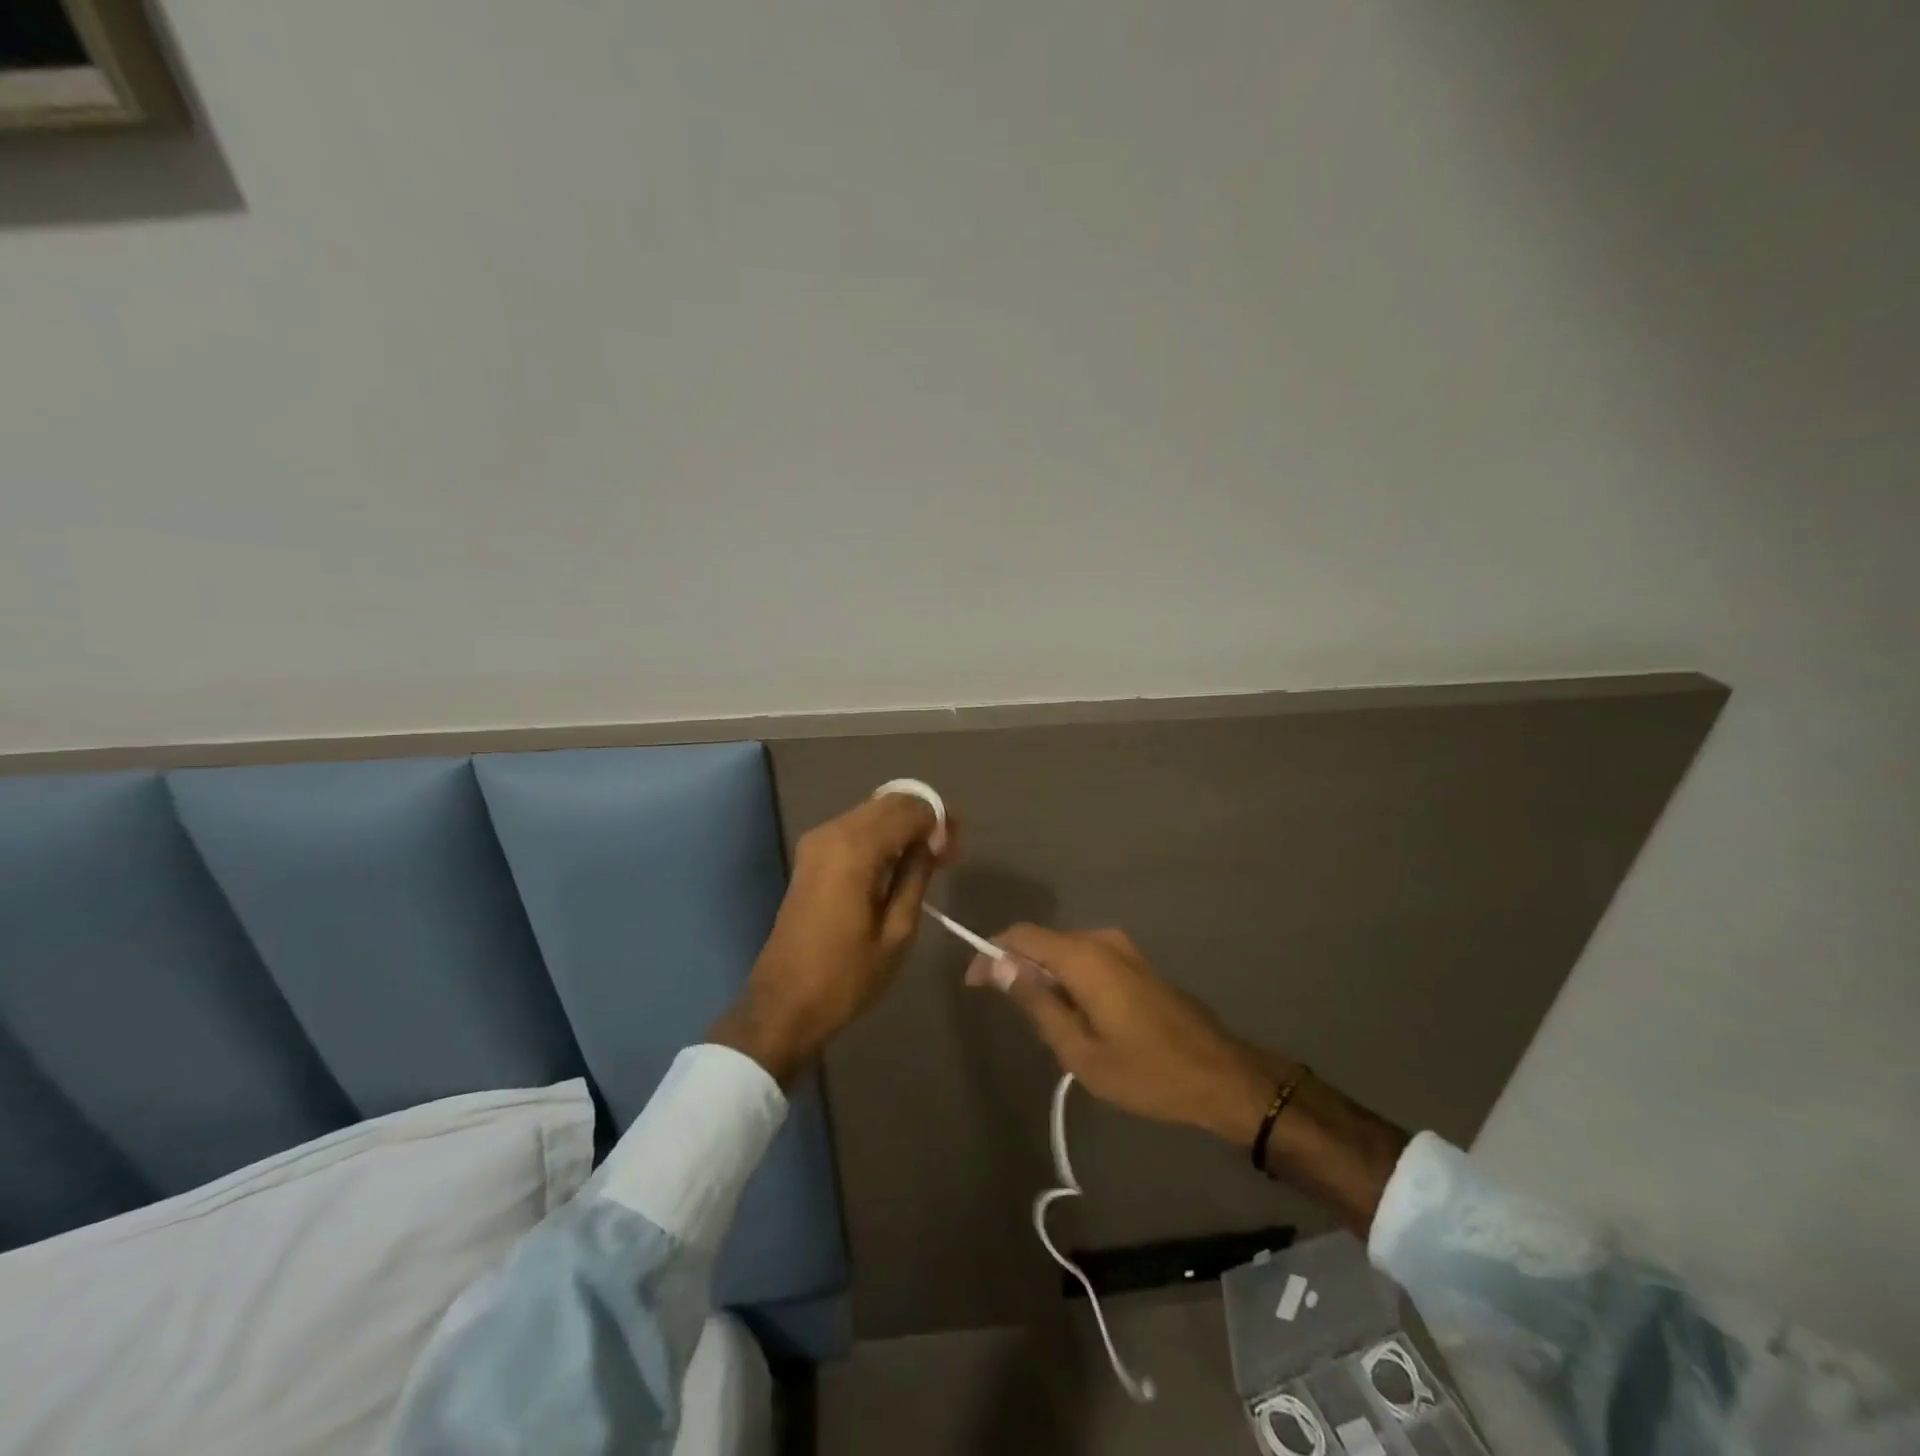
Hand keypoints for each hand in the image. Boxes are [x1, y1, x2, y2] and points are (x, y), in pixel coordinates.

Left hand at [711, 794, 952, 1083]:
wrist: (784, 1005)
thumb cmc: (846, 977)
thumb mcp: (897, 932)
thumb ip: (916, 876)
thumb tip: (935, 841)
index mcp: (854, 849)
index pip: (908, 810)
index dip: (938, 820)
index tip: (957, 846)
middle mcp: (832, 833)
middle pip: (889, 802)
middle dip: (922, 817)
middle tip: (948, 850)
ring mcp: (816, 842)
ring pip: (871, 812)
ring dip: (903, 825)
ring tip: (930, 857)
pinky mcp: (810, 857)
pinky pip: (855, 829)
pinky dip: (881, 836)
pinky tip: (899, 863)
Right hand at [968, 924, 1288, 1146]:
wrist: (1220, 1076)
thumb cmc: (1146, 1071)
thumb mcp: (1080, 1051)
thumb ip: (1037, 1003)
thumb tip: (998, 965)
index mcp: (1084, 957)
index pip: (1022, 936)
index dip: (991, 952)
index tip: (973, 983)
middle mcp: (1102, 941)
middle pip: (1043, 941)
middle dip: (1018, 968)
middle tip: (1007, 1011)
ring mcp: (1124, 950)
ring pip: (1066, 952)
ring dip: (1045, 976)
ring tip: (1043, 1023)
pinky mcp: (1136, 964)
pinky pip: (1088, 960)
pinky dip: (1069, 979)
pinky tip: (1074, 1016)